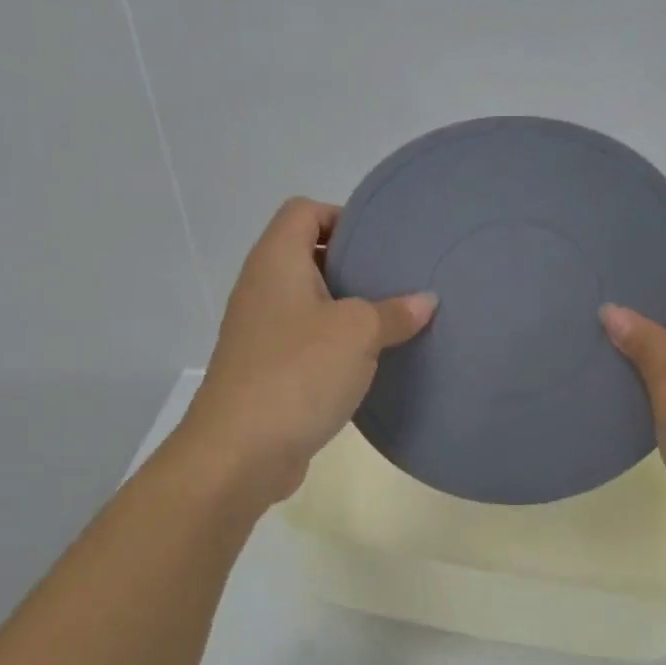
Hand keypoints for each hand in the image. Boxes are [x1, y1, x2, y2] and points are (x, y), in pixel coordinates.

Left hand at [178, 198, 436, 506]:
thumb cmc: (298, 373)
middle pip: (308, 256)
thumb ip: (394, 312)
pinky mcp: (268, 372)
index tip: (381, 242)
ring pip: (311, 305)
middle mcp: (263, 289)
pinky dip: (336, 347)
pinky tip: (370, 364)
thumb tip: (425, 301)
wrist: (240, 452)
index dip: (341, 216)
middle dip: (353, 266)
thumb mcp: (357, 333)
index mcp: (277, 262)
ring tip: (394, 322)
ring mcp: (262, 333)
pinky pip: (308, 344)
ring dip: (348, 311)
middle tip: (399, 281)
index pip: (304, 211)